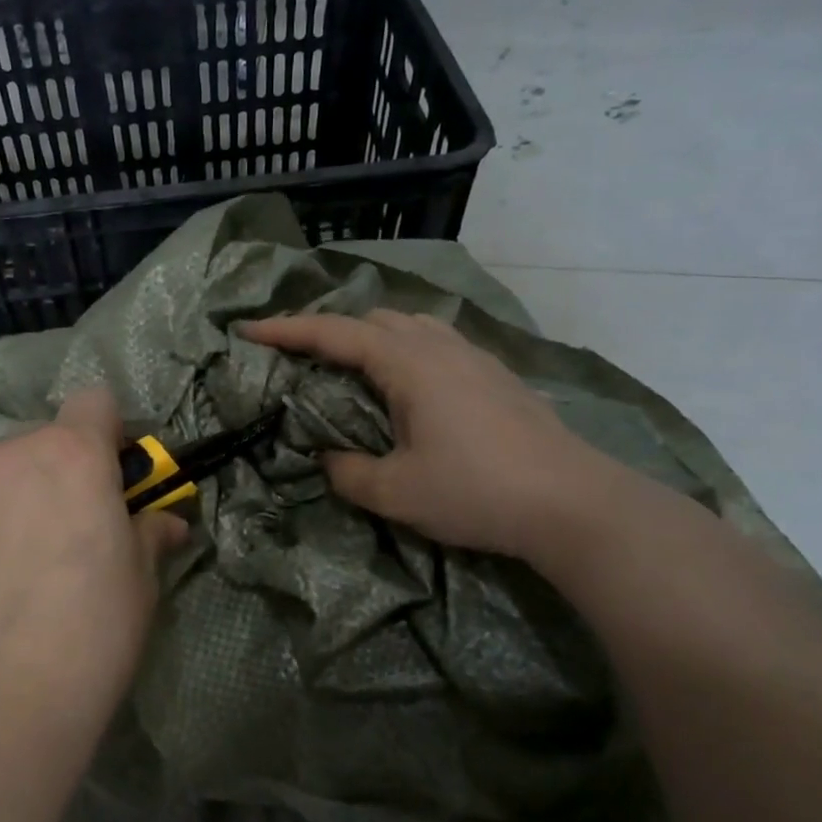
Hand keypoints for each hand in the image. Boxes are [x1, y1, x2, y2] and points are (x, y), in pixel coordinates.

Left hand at [0, 388, 188, 720]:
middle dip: (51, 478)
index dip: (106, 435)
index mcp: (73, 456)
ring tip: (0, 575)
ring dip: (0, 506)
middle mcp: (6, 455)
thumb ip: (149, 534)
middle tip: (56, 541)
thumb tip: (166, 521)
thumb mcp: (140, 584)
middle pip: (36, 445)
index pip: (94, 403)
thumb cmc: (91, 635)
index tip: (108, 478)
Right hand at [243, 310, 626, 563]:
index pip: (334, 333)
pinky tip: (408, 387)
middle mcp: (440, 347)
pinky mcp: (495, 375)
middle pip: (373, 319)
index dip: (287, 330)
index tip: (249, 330)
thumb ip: (348, 472)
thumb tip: (328, 459)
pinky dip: (404, 351)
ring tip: (351, 370)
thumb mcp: (396, 492)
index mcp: (408, 364)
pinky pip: (436, 344)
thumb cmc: (476, 491)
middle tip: (301, 359)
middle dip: (329, 331)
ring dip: (371, 338)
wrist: (572, 502)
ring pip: (410, 326)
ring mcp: (473, 357)